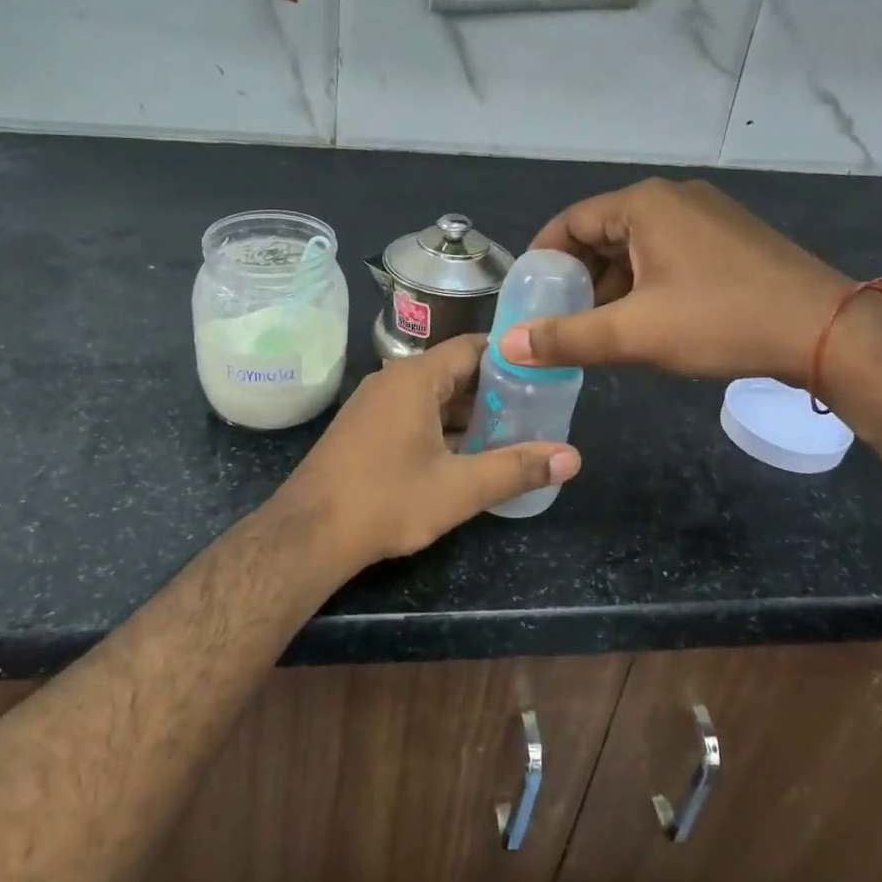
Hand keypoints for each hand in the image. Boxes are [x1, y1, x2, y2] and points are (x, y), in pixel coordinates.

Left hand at [278, 335, 580, 569]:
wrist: (308, 534)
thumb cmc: (387, 501)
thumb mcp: (459, 489)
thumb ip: (517, 469)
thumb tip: (573, 457)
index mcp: (416, 378)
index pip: (472, 347)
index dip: (509, 358)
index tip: (542, 374)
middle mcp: (392, 379)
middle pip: (453, 372)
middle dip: (492, 391)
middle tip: (533, 410)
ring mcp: (372, 403)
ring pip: (431, 396)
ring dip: (467, 413)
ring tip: (507, 434)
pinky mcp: (362, 427)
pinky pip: (411, 413)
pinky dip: (440, 426)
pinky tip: (462, 455)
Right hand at [498, 178, 853, 382]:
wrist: (826, 331)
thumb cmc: (721, 321)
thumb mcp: (634, 333)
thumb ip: (567, 338)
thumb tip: (509, 344)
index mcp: (645, 204)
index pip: (570, 222)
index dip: (543, 259)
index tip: (529, 297)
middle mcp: (674, 197)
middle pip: (603, 232)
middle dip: (579, 277)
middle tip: (563, 318)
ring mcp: (707, 214)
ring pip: (637, 245)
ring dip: (613, 283)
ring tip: (603, 327)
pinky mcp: (730, 237)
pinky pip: (669, 252)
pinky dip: (646, 281)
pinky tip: (649, 319)